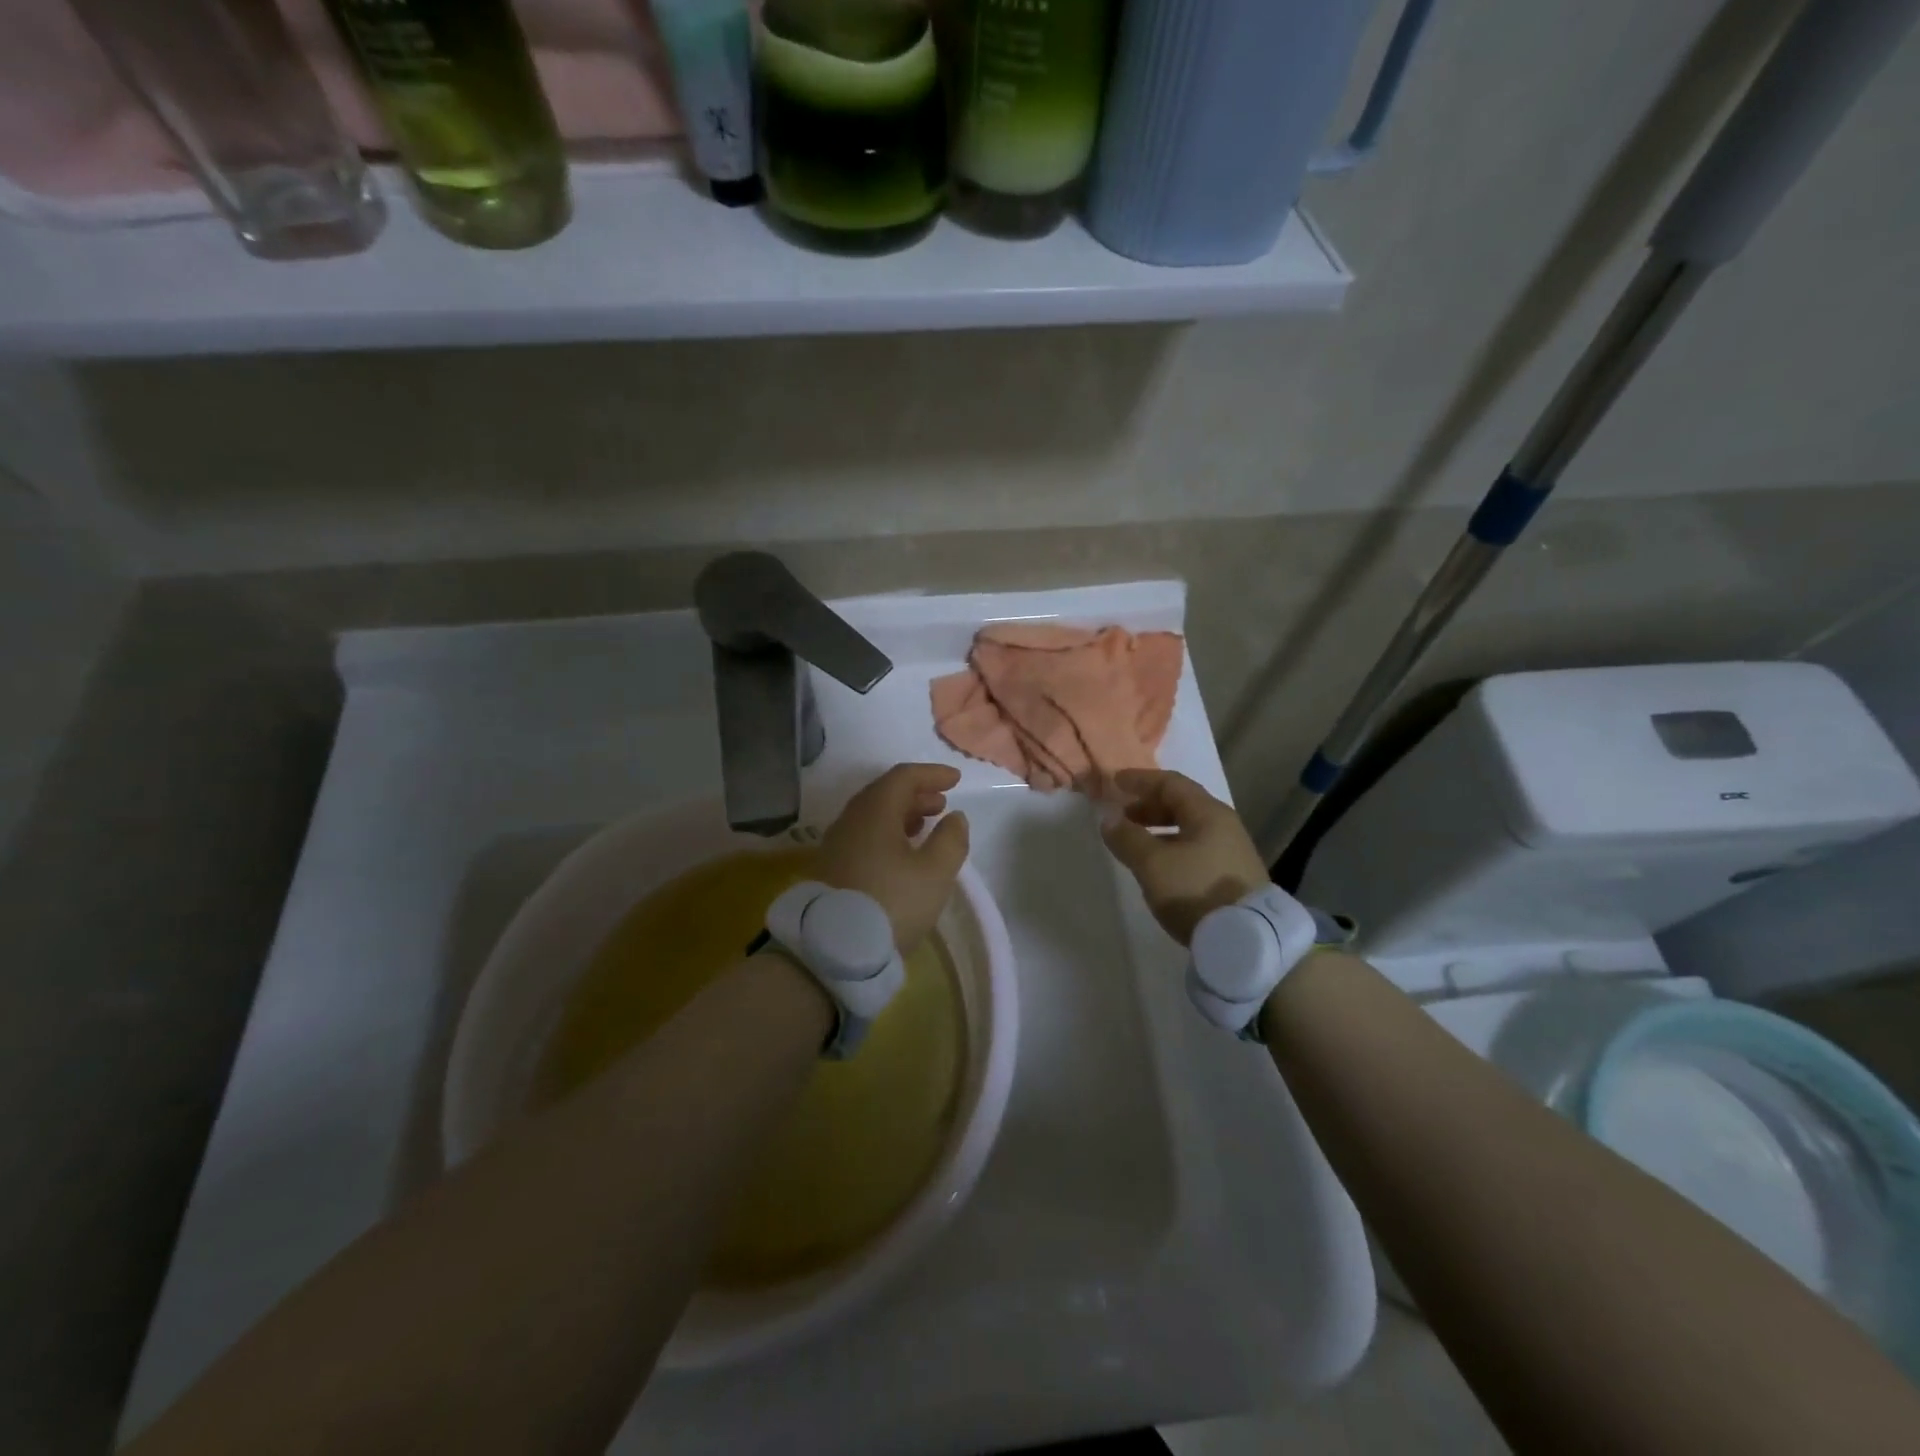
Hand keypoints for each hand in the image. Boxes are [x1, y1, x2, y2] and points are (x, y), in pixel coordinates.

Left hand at [817, 764, 970, 952]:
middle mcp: (850, 820)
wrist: (834, 951)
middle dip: (916, 794)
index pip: (903, 777)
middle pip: (884, 793)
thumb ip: (951, 840)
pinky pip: (863, 835)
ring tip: (925, 826)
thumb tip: (954, 817)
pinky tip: (901, 852)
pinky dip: (887, 832)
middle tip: (941, 803)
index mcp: (874, 811)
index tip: (956, 780)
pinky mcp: (831, 868)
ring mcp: (836, 844)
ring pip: (872, 816)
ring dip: (901, 814)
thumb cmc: (892, 903)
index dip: (932, 774)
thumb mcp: (935, 873)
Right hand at [1101, 770, 1268, 946]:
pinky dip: (1172, 847)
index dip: (1141, 779)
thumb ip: (1128, 838)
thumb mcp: (1153, 864)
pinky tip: (1159, 866)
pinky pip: (1196, 848)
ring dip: (1159, 828)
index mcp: (1208, 813)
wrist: (1246, 940)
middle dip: (1148, 805)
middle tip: (1122, 815)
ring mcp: (1232, 851)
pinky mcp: (1232, 876)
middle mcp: (1224, 825)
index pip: (1171, 783)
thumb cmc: (1195, 890)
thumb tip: (1109, 819)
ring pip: (1189, 828)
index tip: (1115, 782)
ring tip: (1136, 843)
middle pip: (1182, 804)